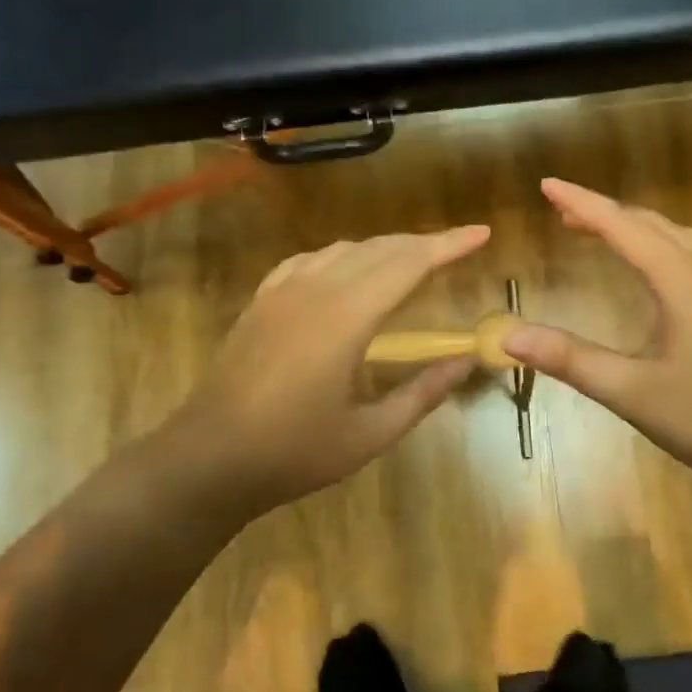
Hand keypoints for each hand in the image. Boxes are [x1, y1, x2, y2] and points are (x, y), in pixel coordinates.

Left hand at [162, 226, 491, 514]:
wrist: (209, 458)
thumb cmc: (295, 451)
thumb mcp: (371, 433)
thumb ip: (423, 392)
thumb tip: (467, 360)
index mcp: (347, 317)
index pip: (409, 264)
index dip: (449, 245)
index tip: (482, 233)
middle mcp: (316, 289)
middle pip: (379, 249)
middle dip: (423, 243)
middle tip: (457, 248)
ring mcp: (282, 291)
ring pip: (344, 249)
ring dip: (384, 248)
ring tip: (412, 261)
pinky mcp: (262, 301)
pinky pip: (310, 260)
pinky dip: (343, 257)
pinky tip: (348, 272)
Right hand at [503, 179, 691, 501]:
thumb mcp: (632, 391)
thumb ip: (570, 359)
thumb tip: (508, 337)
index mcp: (681, 279)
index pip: (620, 225)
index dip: (580, 203)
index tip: (546, 184)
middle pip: (649, 224)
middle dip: (603, 214)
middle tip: (562, 214)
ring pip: (675, 237)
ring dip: (634, 228)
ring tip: (599, 233)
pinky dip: (660, 247)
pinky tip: (654, 271)